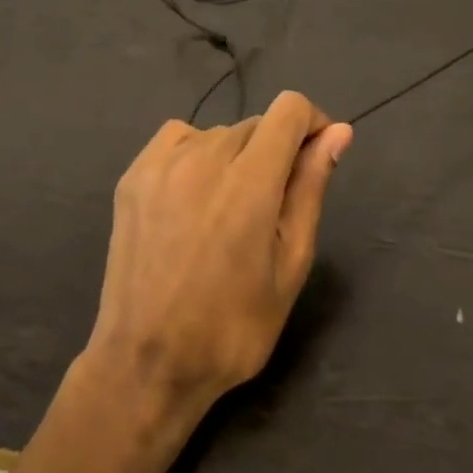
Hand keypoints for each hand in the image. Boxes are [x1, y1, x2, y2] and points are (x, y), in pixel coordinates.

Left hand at [81, 91, 352, 440]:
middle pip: (256, 124)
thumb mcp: (290, 264)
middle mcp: (204, 156)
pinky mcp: (134, 174)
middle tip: (269, 211)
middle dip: (275, 153)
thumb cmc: (232, 326)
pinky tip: (193, 197)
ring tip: (227, 211)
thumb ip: (311, 188)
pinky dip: (197, 155)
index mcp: (249, 181)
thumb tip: (338, 132)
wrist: (146, 363)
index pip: (289, 109)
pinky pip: (180, 138)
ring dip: (236, 157)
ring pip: (219, 133)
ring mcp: (162, 162)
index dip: (312, 123)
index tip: (315, 157)